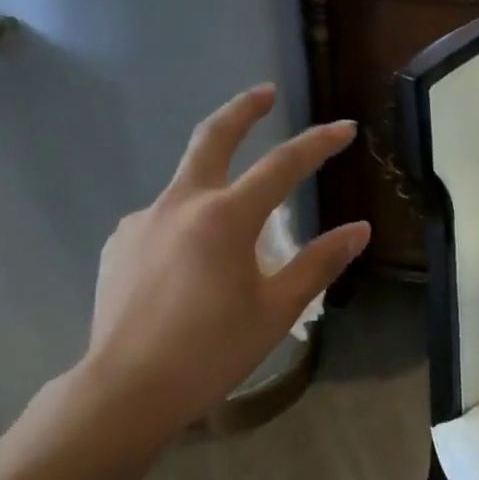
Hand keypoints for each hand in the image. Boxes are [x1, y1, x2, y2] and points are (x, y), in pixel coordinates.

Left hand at [73, 84, 369, 441]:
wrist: (129, 386)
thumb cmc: (212, 352)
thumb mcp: (276, 310)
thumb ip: (318, 264)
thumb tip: (359, 230)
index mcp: (225, 218)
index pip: (282, 165)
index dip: (318, 143)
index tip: (344, 128)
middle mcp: (180, 204)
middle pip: (212, 137)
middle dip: (243, 109)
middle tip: (265, 93)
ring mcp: (143, 221)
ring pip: (186, 187)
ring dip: (214, 189)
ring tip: (232, 242)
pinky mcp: (120, 243)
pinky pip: (162, 223)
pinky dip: (186, 230)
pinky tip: (188, 271)